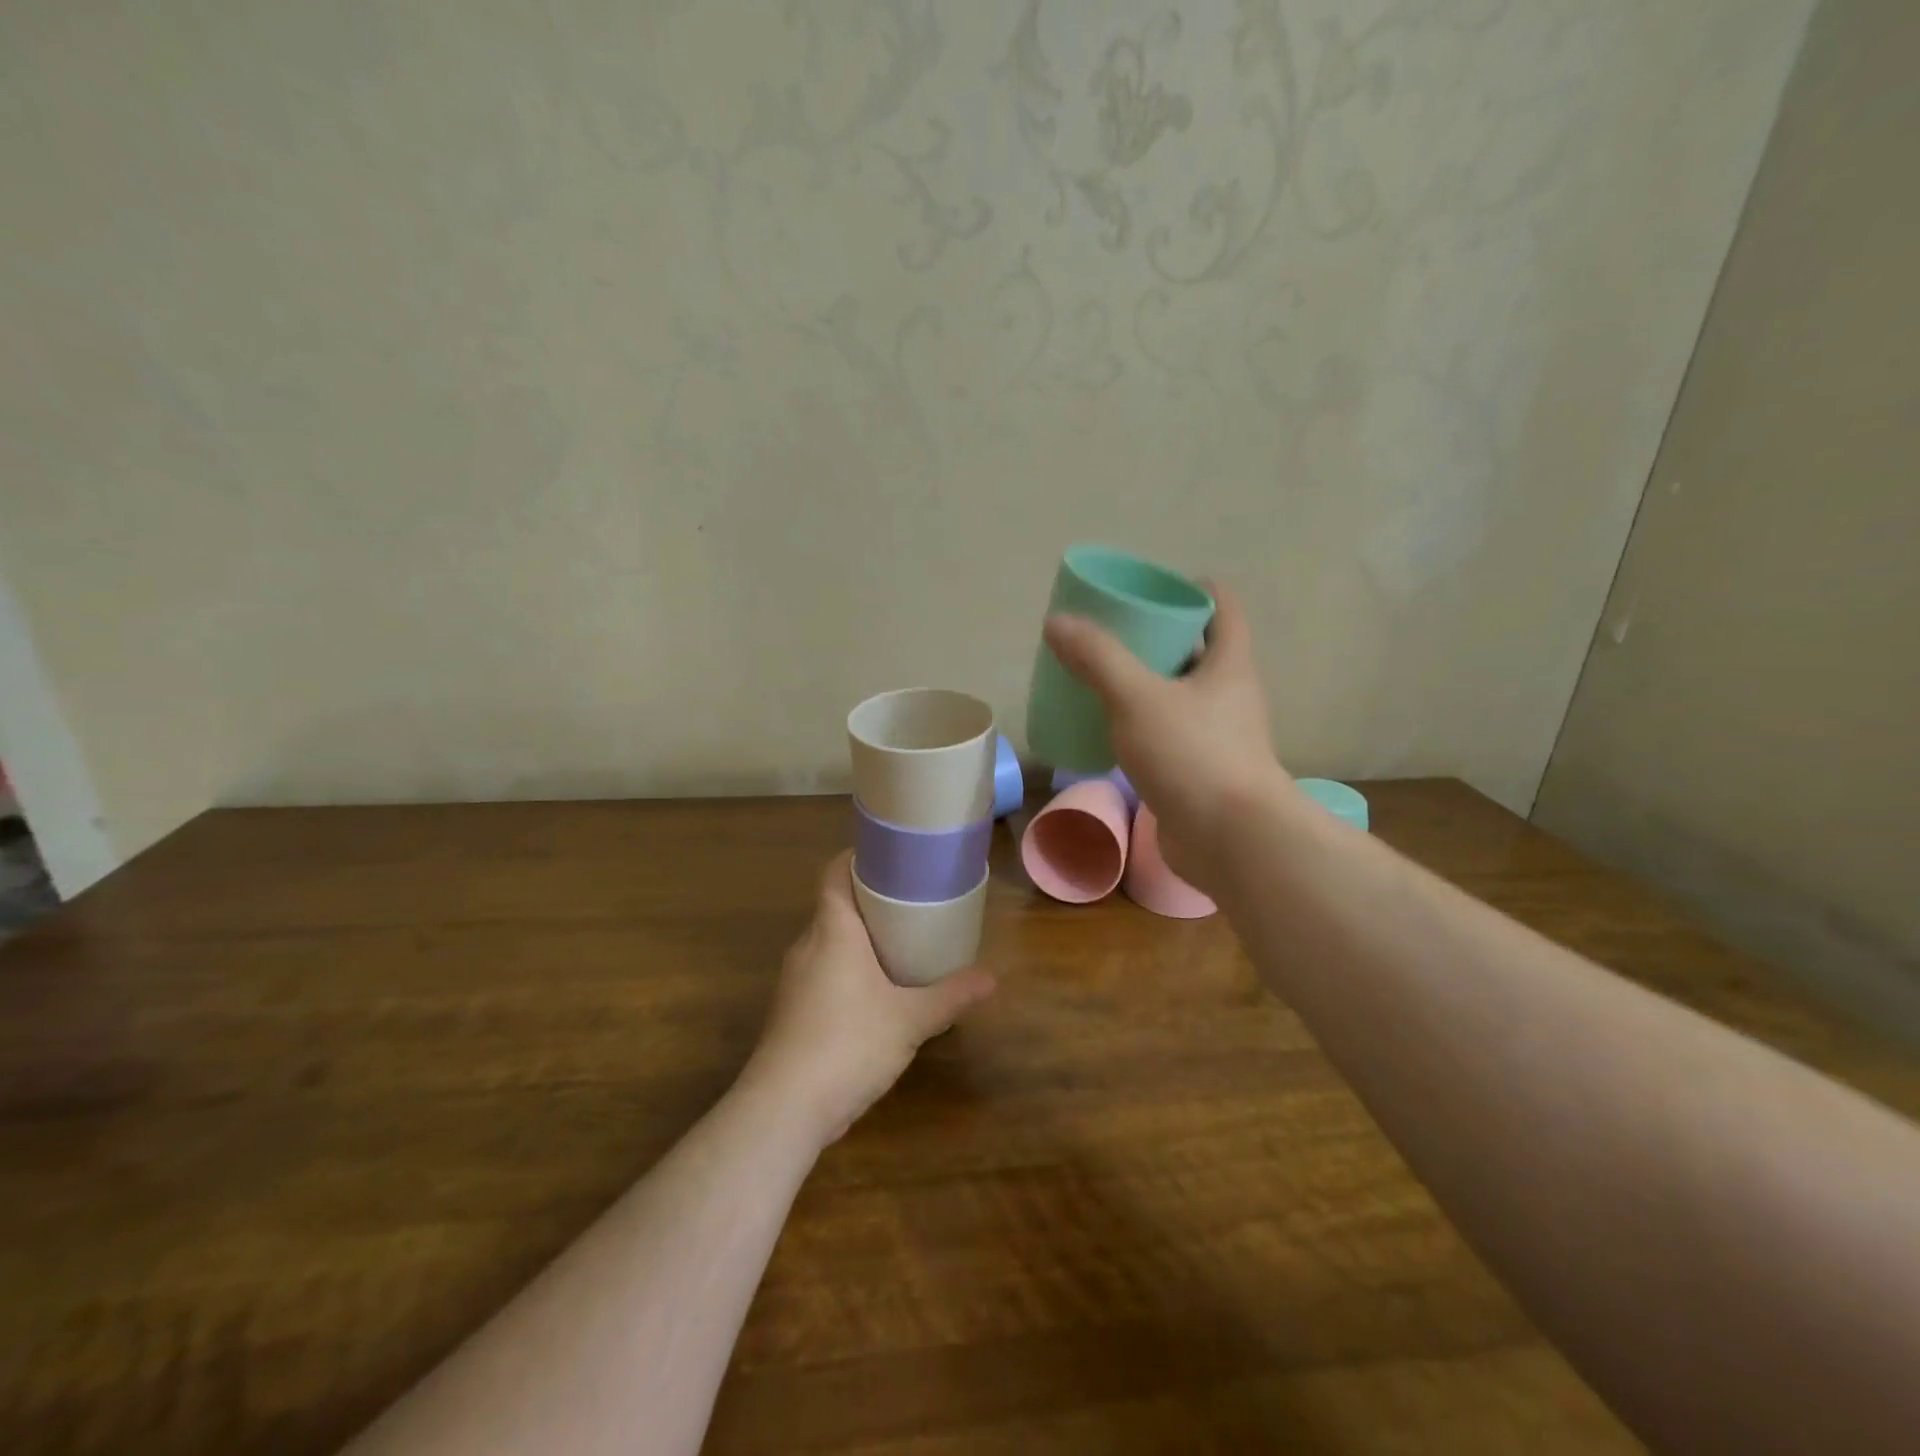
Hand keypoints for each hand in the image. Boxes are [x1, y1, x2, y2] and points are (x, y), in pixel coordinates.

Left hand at [743, 852, 995, 1148]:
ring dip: (857, 939)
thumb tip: (992, 978)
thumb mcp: (911, 1019)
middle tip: (909, 902)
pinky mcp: (791, 1012)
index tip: (888, 858)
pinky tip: (873, 994)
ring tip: (898, 944)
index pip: (834, 874)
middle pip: (834, 906)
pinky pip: (821, 972)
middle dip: (868, 901)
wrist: (784, 1109)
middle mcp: (807, 946)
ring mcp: (794, 981)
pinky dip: (846, 970)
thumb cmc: (848, 1044)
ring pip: (827, 942)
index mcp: (833, 930)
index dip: (856, 859)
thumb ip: (951, 996)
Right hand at [1042, 580, 1287, 892]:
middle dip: (1159, 639)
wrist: (1230, 839)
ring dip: (1148, 685)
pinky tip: (1110, 731)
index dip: (1194, 590)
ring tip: (1103, 678)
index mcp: (1229, 665)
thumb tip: (1057, 622)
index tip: (1154, 587)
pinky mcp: (1201, 773)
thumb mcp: (1136, 697)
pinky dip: (1143, 726)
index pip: (1223, 609)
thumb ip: (1097, 659)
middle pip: (1197, 652)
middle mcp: (1230, 696)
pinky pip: (1169, 735)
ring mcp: (1218, 737)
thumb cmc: (1192, 755)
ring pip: (1181, 697)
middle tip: (1113, 633)